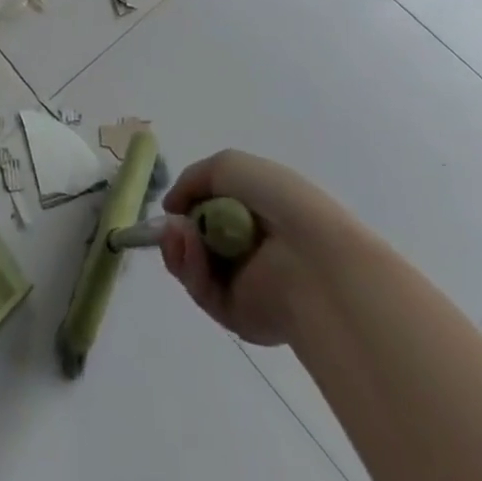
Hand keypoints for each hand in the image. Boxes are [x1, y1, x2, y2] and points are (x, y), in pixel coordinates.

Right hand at [160, 149, 349, 346]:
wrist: (312, 255)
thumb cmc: (277, 200)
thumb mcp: (229, 166)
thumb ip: (192, 180)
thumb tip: (170, 208)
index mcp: (252, 212)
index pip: (209, 211)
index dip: (188, 206)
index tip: (172, 205)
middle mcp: (246, 247)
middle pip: (195, 241)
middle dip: (176, 230)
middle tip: (169, 224)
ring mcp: (240, 281)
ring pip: (192, 266)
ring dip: (178, 246)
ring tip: (178, 233)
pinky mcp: (236, 315)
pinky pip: (201, 290)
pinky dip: (189, 267)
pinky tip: (190, 247)